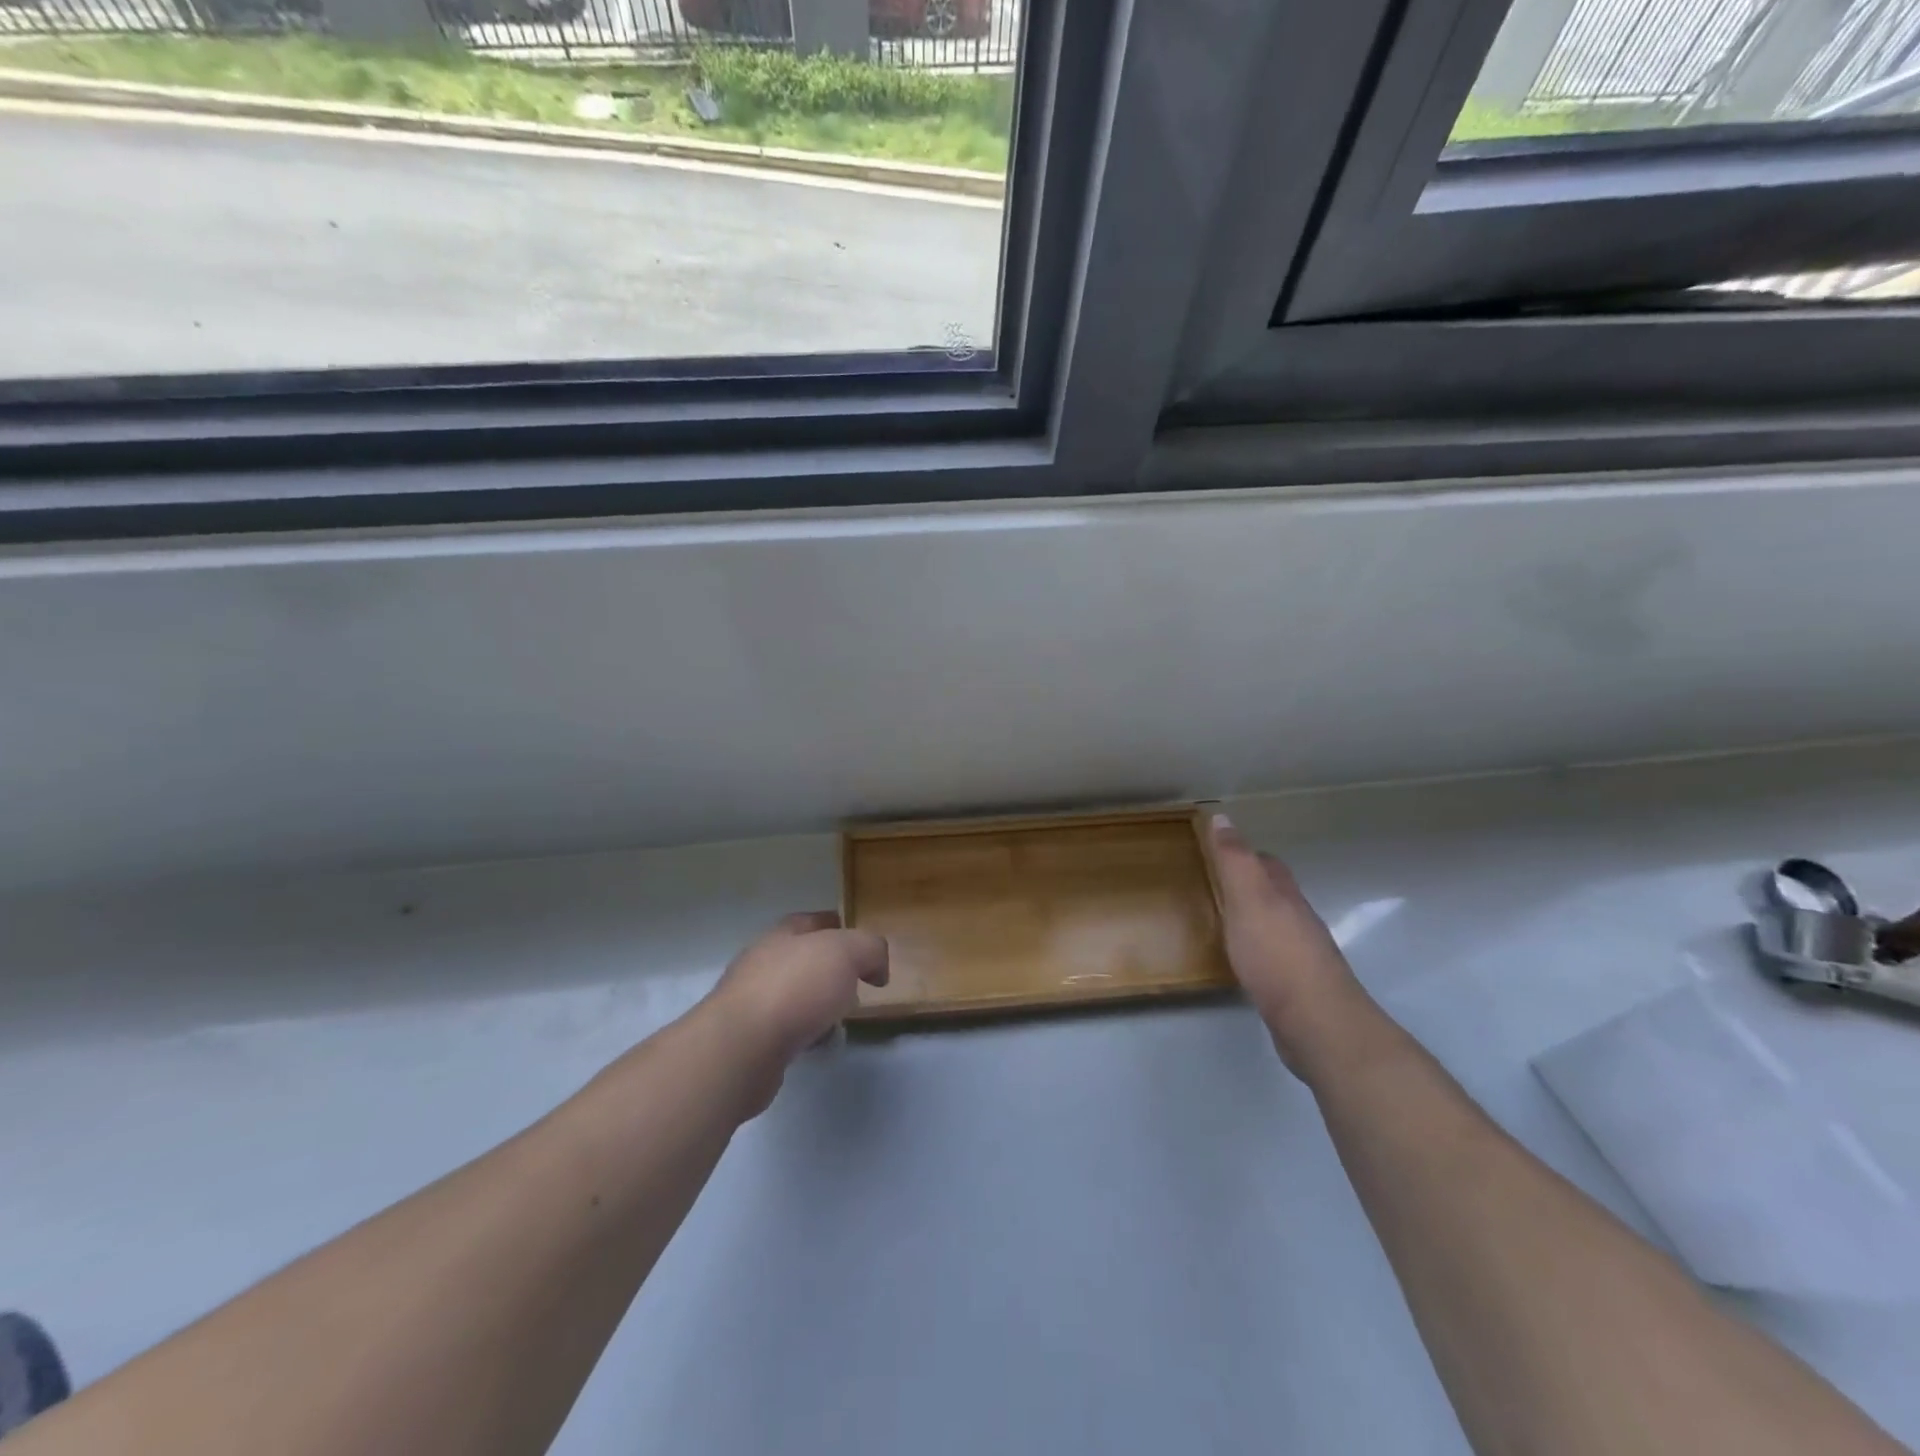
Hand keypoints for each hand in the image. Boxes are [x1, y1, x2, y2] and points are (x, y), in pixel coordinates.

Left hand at [697, 912, 888, 1111]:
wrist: (741, 1048)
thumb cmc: (795, 988)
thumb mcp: (846, 952)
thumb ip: (869, 949)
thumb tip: (876, 968)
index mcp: (783, 934)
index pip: (813, 921)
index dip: (840, 928)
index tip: (864, 947)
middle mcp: (763, 962)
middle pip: (804, 959)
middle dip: (832, 970)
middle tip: (859, 985)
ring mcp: (752, 1001)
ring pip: (795, 995)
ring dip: (818, 1004)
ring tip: (841, 1019)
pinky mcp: (749, 1039)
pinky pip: (786, 1029)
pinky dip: (805, 1033)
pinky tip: (819, 1044)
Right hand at [1208, 814, 1375, 1079]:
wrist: (1316, 1023)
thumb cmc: (1276, 954)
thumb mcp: (1248, 898)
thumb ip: (1235, 860)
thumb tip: (1222, 817)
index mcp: (1285, 895)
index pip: (1266, 864)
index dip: (1244, 855)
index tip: (1216, 853)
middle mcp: (1298, 920)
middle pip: (1275, 893)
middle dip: (1249, 885)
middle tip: (1214, 885)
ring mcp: (1302, 955)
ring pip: (1275, 925)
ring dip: (1253, 919)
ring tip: (1222, 922)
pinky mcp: (1297, 987)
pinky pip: (1273, 958)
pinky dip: (1256, 951)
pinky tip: (1242, 962)